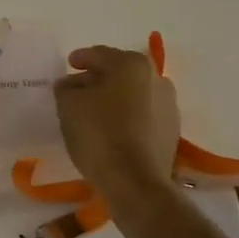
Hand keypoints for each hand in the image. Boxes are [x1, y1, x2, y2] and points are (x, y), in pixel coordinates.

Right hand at [56, 45, 180, 196]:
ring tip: (94, 112)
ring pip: (133, 94)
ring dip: (114, 98)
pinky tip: (112, 129)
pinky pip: (143, 114)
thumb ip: (66, 88)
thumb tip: (71, 84)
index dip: (81, 59)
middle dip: (97, 79)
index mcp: (132, 64)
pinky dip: (127, 116)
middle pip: (119, 72)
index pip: (100, 55)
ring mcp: (168, 105)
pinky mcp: (172, 131)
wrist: (136, 182)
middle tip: (77, 89)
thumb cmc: (100, 134)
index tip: (69, 64)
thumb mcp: (69, 106)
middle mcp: (156, 78)